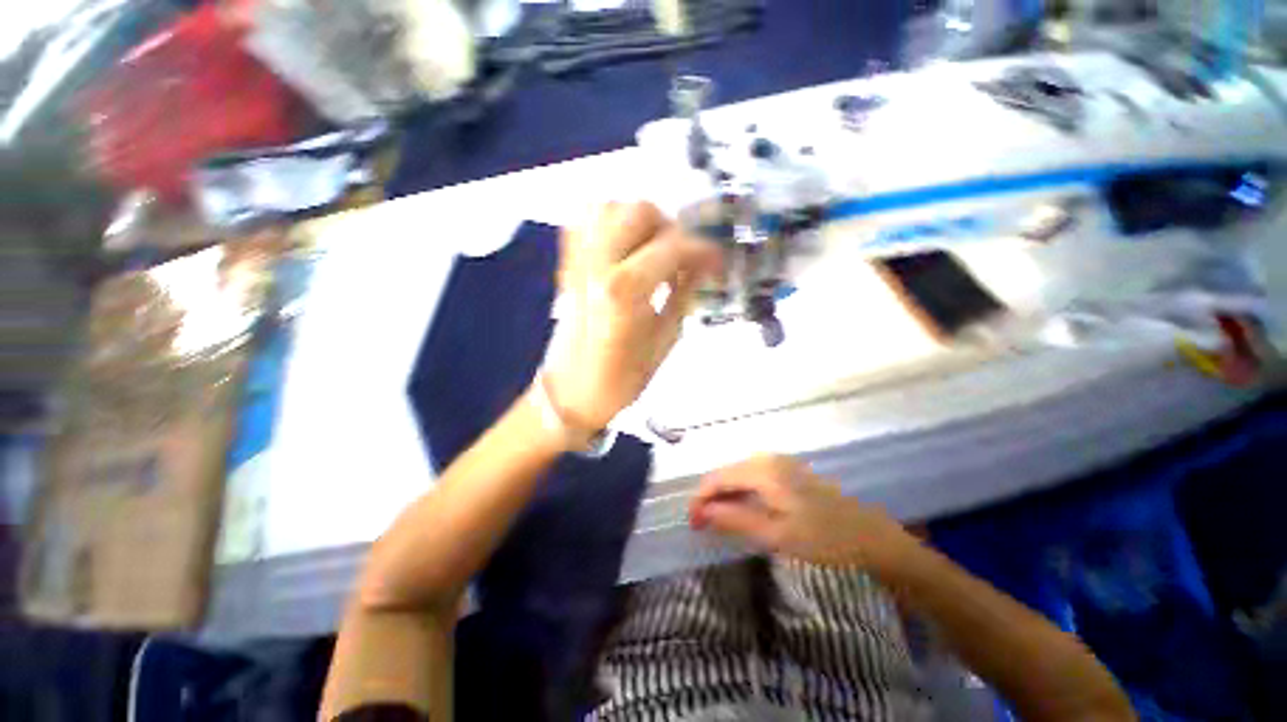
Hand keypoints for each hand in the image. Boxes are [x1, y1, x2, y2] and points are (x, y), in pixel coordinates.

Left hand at [543, 201, 721, 433]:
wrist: (570, 391)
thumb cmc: (621, 378)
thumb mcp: (664, 341)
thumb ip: (685, 295)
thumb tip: (704, 266)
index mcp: (623, 291)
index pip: (671, 247)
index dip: (701, 249)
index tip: (716, 261)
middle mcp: (596, 265)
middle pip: (638, 212)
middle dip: (670, 229)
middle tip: (682, 259)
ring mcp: (576, 261)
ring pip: (609, 207)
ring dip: (639, 221)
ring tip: (654, 251)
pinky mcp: (567, 265)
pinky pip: (583, 221)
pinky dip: (609, 221)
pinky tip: (625, 245)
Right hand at [689, 455, 914, 568]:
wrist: (874, 540)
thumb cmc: (825, 540)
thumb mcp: (776, 535)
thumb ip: (735, 519)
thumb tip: (701, 512)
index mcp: (763, 469)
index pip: (717, 478)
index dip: (700, 499)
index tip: (692, 523)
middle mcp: (768, 458)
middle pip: (727, 473)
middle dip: (711, 497)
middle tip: (703, 525)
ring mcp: (781, 463)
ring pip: (740, 474)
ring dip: (726, 495)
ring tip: (718, 519)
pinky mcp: (790, 472)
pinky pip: (754, 477)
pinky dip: (742, 492)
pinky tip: (743, 509)